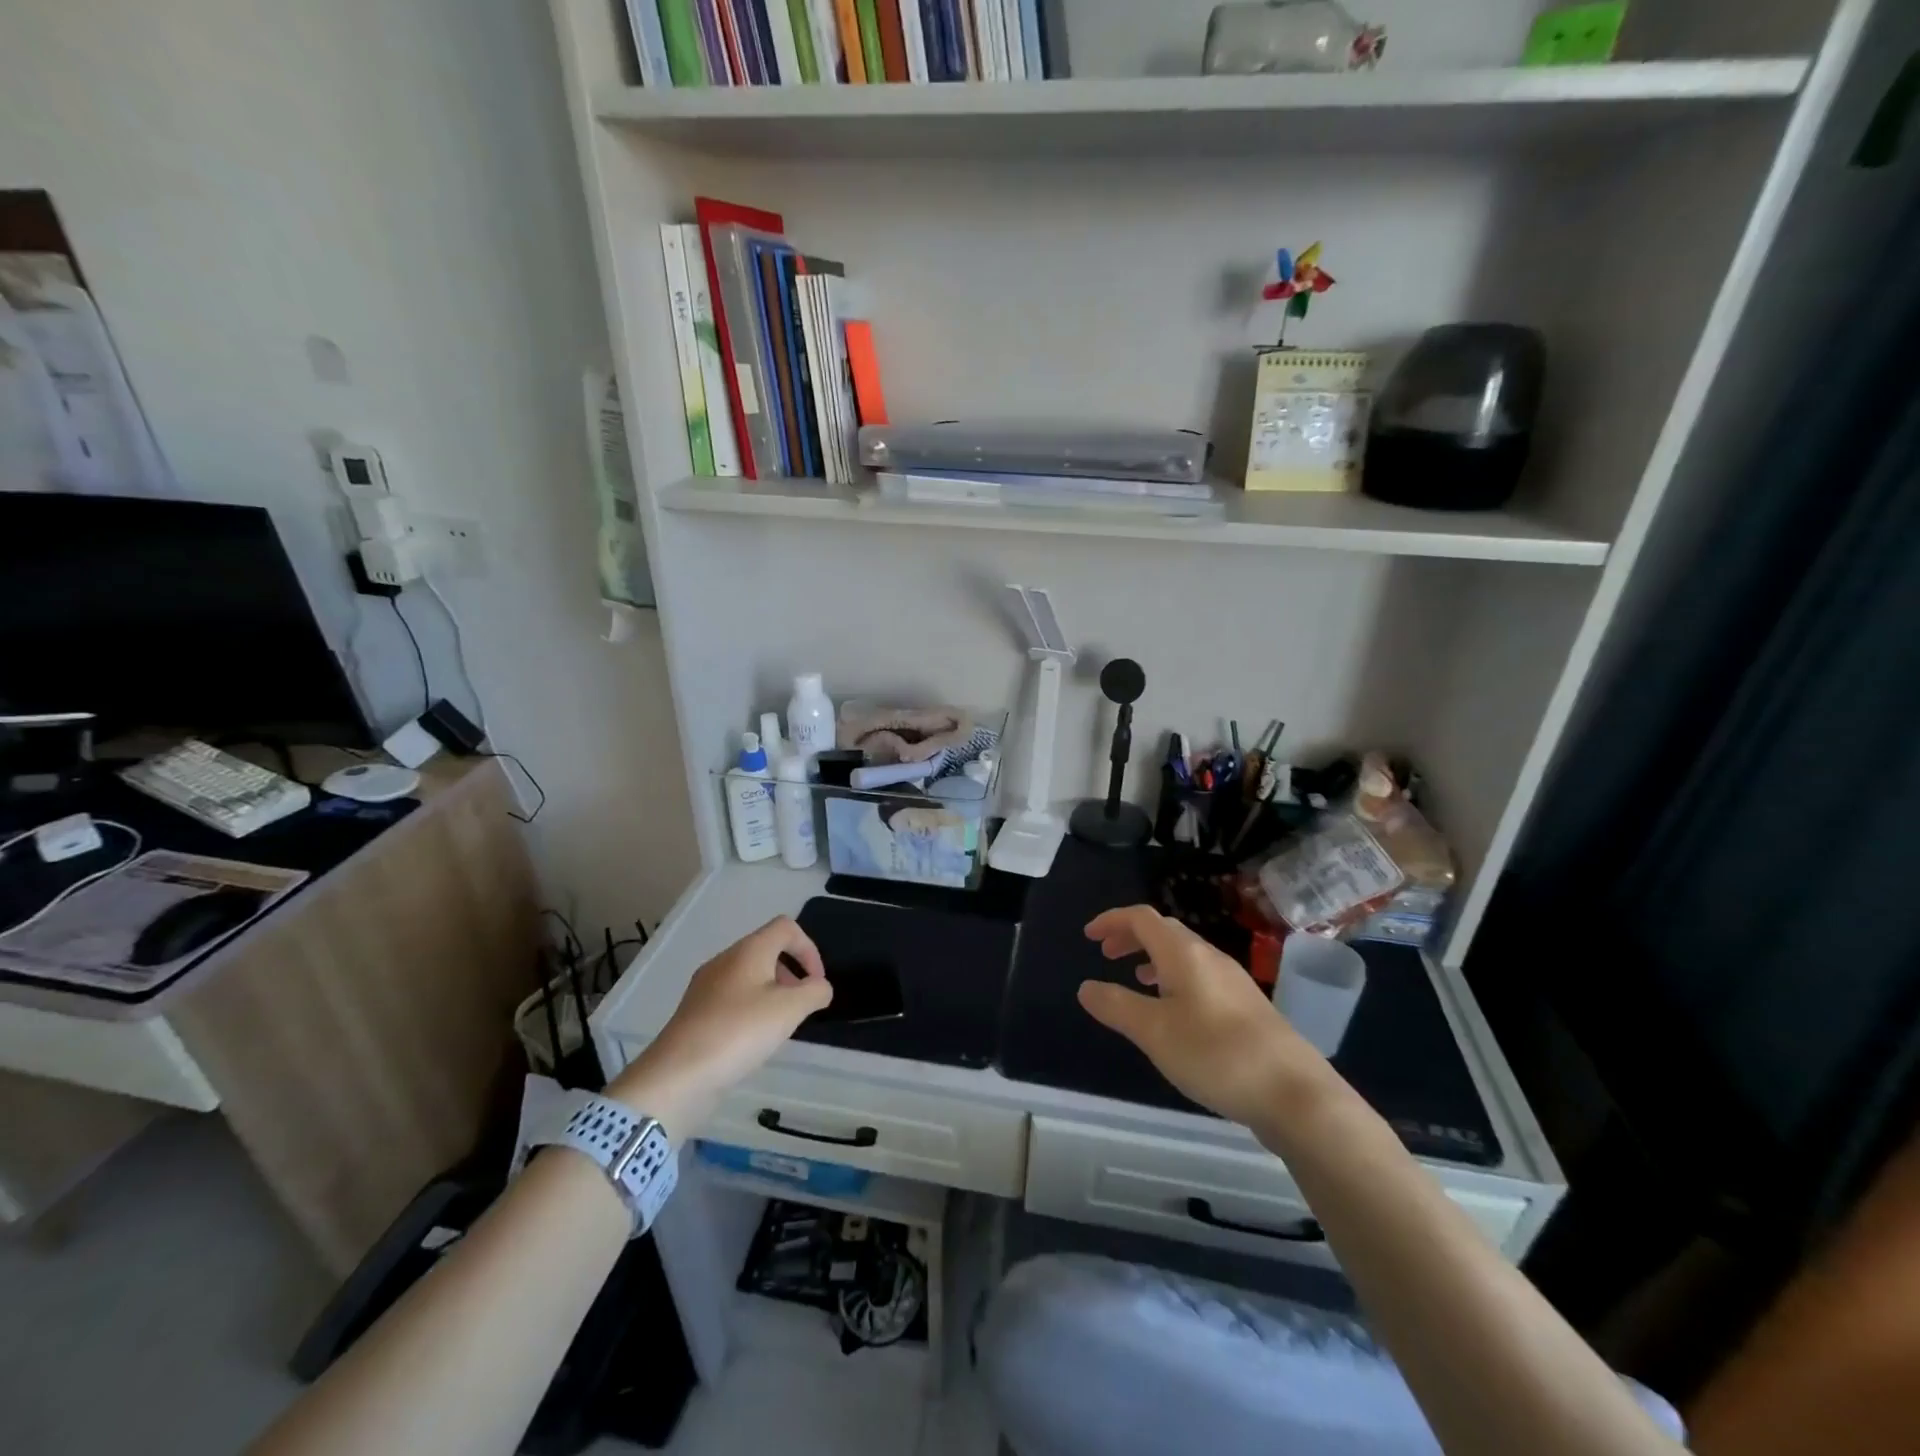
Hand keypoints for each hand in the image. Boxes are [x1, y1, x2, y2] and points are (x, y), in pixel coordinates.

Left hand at [610, 917, 832, 1135]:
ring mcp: (706, 986)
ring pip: (749, 976)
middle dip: (791, 973)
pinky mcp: (695, 1012)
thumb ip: (815, 992)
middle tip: (800, 1006)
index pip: (786, 928)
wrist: (677, 1075)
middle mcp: (725, 960)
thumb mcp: (790, 1010)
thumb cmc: (739, 1032)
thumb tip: (820, 987)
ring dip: (772, 993)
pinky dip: (751, 1009)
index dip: (809, 949)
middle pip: (767, 950)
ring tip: (778, 1026)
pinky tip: (752, 1039)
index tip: (816, 982)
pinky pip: (732, 998)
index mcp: (749, 950)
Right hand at [1078, 906, 1332, 1130]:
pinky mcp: (1247, 1006)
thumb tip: (1086, 987)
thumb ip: (1117, 1006)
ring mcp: (1233, 981)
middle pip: (1165, 931)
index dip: (1112, 920)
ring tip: (1135, 979)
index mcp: (1184, 954)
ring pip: (1184, 954)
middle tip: (1106, 954)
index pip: (1142, 918)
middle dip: (1131, 936)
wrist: (1295, 1094)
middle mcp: (1210, 957)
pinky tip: (1175, 1011)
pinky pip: (1200, 975)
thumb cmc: (1216, 1054)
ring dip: (1153, 957)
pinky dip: (1175, 978)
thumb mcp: (1154, 1033)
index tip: (1089, 935)